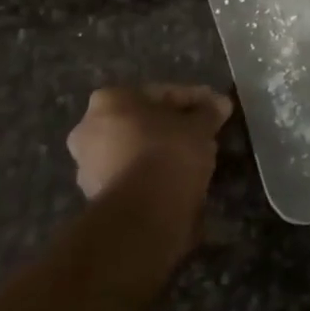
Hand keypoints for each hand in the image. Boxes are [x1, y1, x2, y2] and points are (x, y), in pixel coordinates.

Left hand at [68, 86, 233, 222]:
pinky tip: (181, 179)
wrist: (143, 216)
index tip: (216, 108)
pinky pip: (134, 176)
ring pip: (137, 150)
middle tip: (204, 132)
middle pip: (144, 122)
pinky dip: (155, 175)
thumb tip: (220, 104)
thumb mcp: (199, 125)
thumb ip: (209, 112)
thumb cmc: (168, 153)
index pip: (161, 94)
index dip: (194, 100)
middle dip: (174, 127)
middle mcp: (89, 130)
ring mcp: (89, 167)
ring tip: (197, 158)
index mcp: (109, 101)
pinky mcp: (98, 199)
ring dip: (164, 151)